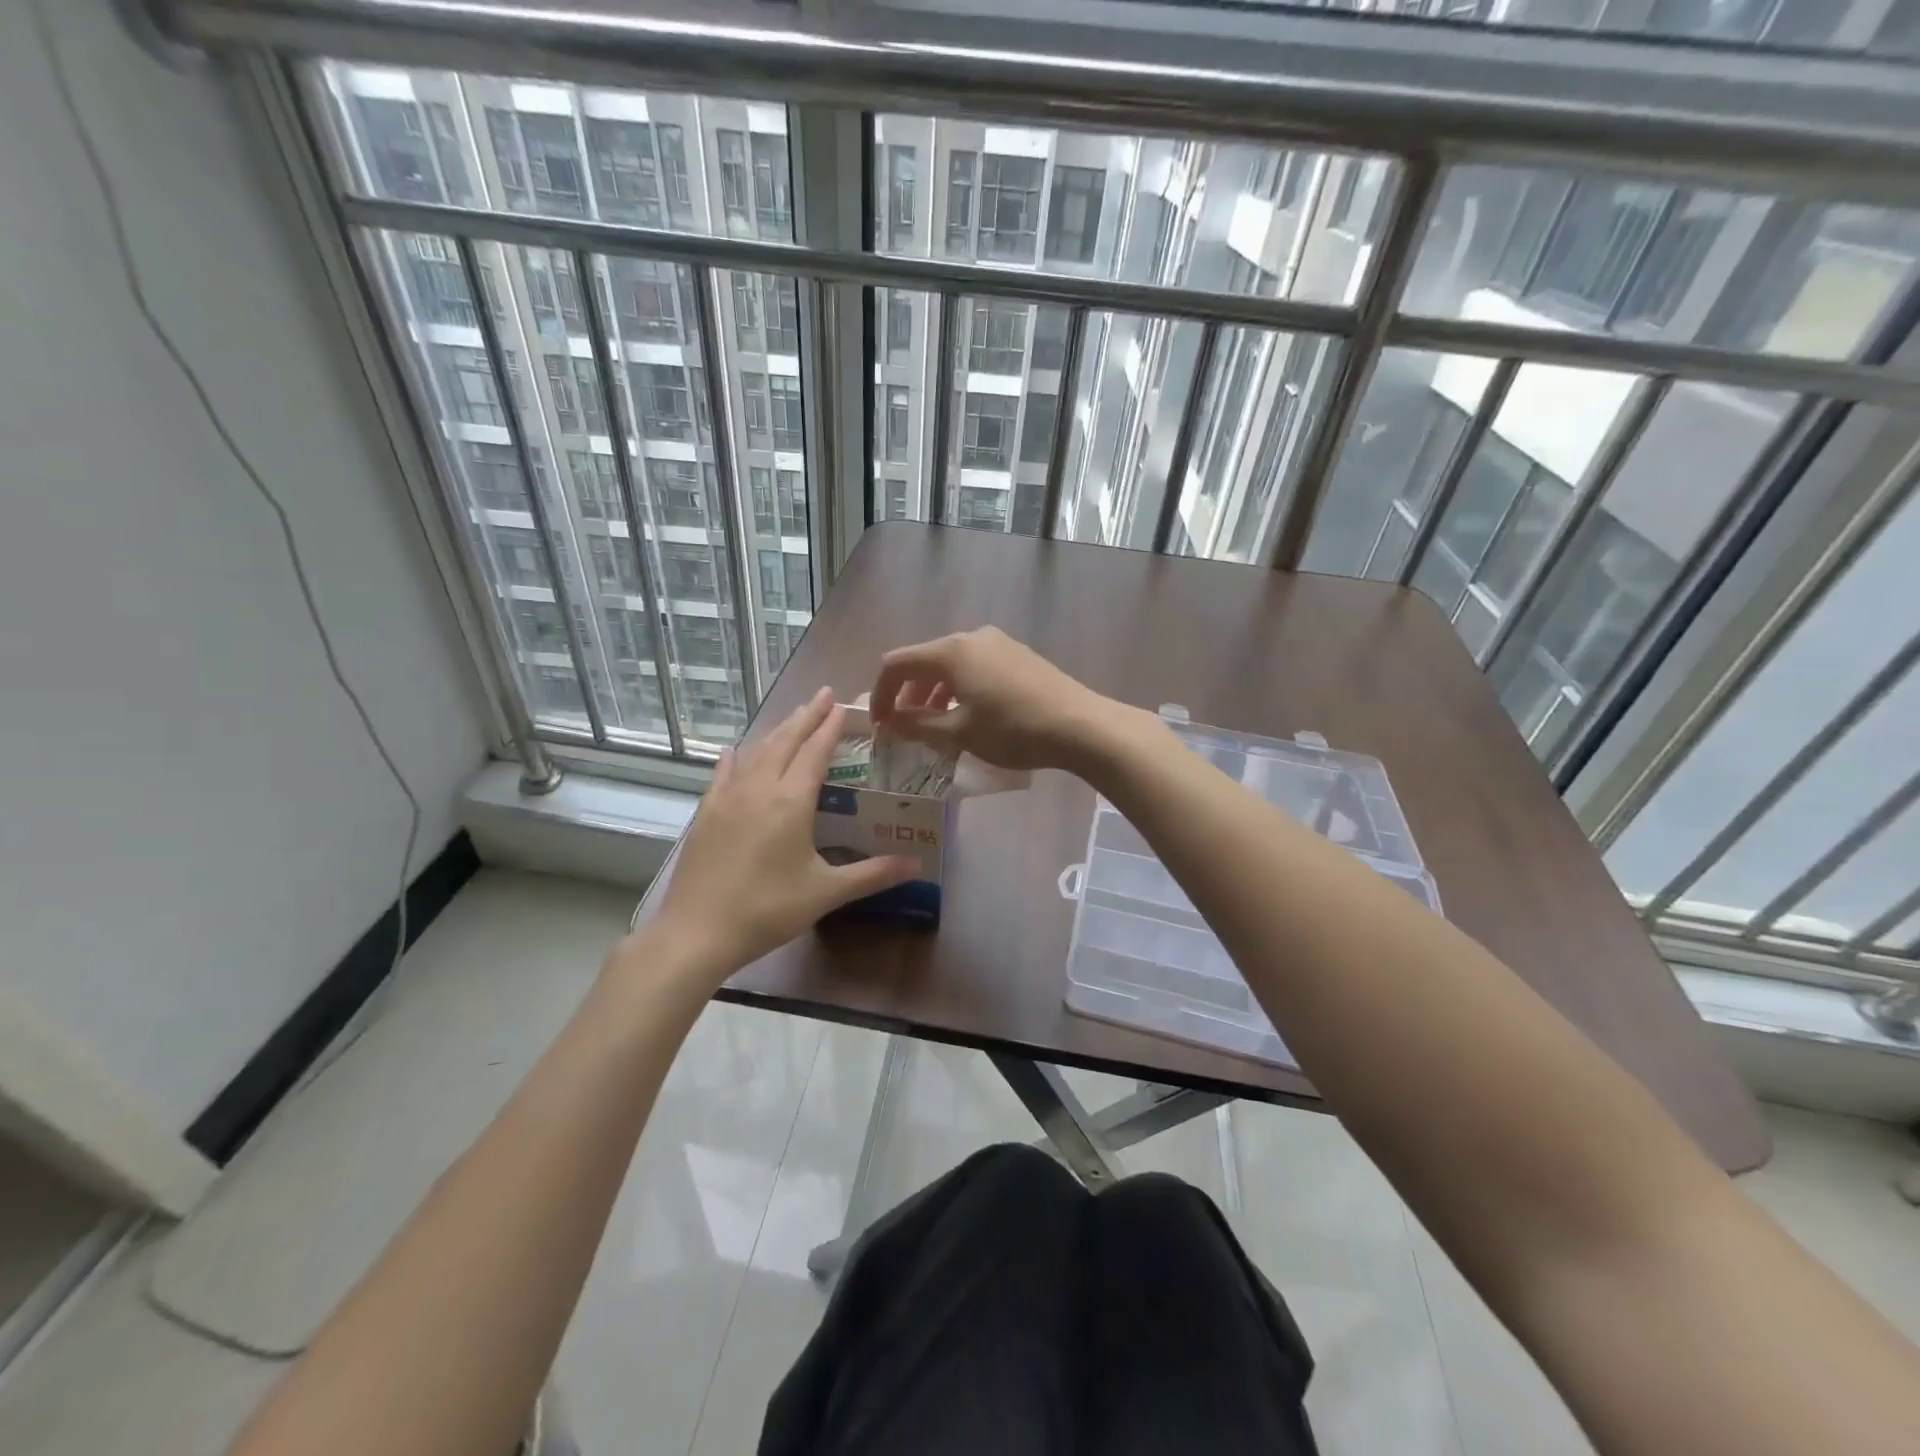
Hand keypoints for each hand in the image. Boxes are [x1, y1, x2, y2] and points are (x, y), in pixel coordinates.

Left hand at [641, 688, 916, 983]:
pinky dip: (735, 759)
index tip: (842, 705)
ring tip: (793, 716)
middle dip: (806, 717)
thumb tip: (916, 864)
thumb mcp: (826, 892)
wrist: (698, 931)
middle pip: (786, 741)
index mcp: (791, 801)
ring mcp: (728, 799)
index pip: (815, 752)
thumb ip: (872, 874)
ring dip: (778, 731)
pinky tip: (734, 751)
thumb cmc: (768, 909)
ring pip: (757, 752)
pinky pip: (724, 775)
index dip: (830, 727)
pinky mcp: (706, 814)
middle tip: (823, 695)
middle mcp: (759, 789)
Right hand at [871, 627, 1141, 772]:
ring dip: (933, 693)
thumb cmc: (1013, 730)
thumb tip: (892, 721)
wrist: (1079, 725)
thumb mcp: (959, 733)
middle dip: (907, 694)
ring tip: (934, 726)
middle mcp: (971, 637)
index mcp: (950, 652)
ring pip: (951, 664)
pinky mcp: (1018, 655)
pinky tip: (968, 715)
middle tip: (904, 728)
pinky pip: (974, 667)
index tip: (879, 725)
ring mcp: (998, 643)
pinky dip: (959, 688)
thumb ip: (918, 725)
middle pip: (924, 661)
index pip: (897, 663)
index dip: (880, 693)